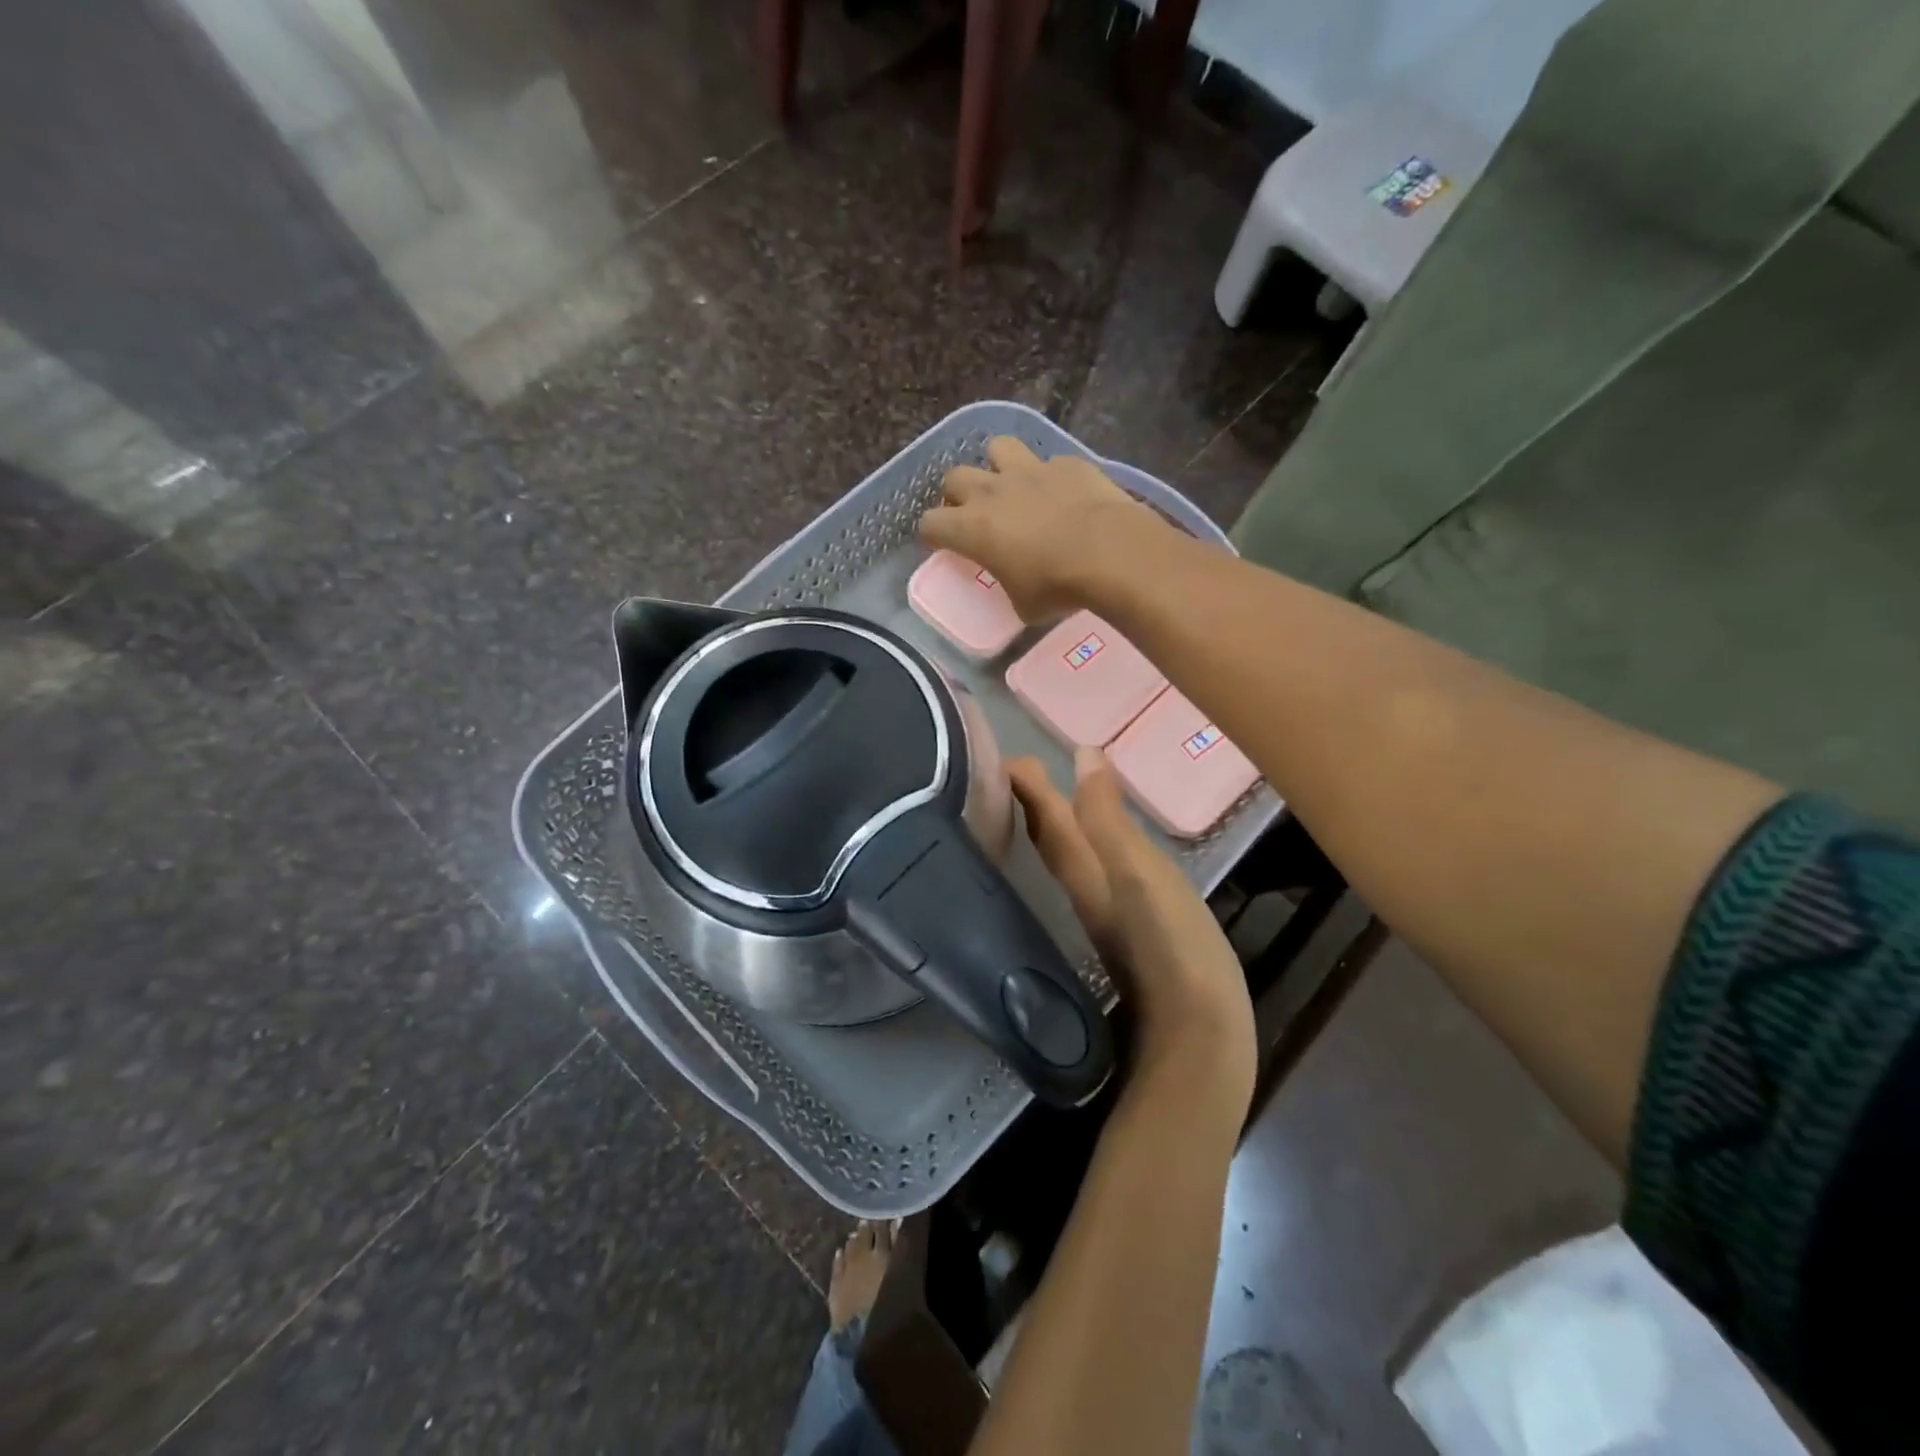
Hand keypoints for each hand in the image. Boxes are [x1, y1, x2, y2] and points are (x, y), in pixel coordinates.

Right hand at [920, 437, 1164, 621]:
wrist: (1110, 551)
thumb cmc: (1057, 586)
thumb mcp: (1023, 605)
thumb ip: (1010, 587)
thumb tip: (1018, 588)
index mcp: (971, 528)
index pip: (930, 523)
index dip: (934, 535)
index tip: (945, 545)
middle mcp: (992, 491)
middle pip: (954, 477)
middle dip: (958, 494)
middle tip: (974, 514)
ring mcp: (1030, 470)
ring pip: (997, 448)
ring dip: (998, 466)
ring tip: (1012, 487)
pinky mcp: (1067, 463)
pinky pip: (1048, 461)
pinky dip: (1050, 477)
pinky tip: (1063, 494)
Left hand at [1009, 749, 1256, 1106]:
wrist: (1198, 1037)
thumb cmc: (1172, 944)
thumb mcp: (1141, 871)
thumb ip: (1108, 818)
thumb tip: (1081, 756)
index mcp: (1081, 871)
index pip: (1043, 818)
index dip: (1024, 785)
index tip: (1004, 754)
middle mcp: (1081, 890)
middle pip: (1048, 838)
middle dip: (1033, 803)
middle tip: (1022, 771)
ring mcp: (1101, 915)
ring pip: (1065, 859)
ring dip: (1055, 826)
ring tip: (1054, 799)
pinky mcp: (1124, 934)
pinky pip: (1091, 877)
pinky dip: (1086, 853)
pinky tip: (1101, 852)